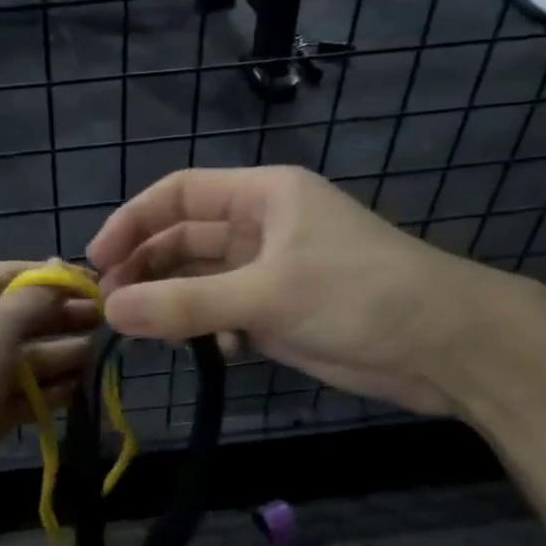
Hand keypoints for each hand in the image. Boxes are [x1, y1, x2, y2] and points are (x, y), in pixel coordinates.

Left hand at [0, 261, 98, 536]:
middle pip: (25, 317)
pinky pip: (24, 395)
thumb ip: (31, 299)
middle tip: (109, 324)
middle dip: (64, 317)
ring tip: (98, 357)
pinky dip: (49, 392)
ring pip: (28, 359)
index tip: (98, 285)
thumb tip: (58, 269)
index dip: (54, 277)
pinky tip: (78, 391)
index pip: (12, 276)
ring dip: (62, 355)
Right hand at [86, 166, 512, 415]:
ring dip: (173, 302)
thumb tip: (111, 313)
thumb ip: (185, 304)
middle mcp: (262, 226)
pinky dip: (209, 331)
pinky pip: (226, 314)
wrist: (447, 347)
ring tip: (143, 332)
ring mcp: (272, 272)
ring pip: (202, 280)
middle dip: (147, 268)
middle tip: (112, 308)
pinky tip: (212, 352)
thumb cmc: (358, 296)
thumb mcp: (265, 295)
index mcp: (262, 196)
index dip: (132, 222)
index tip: (97, 262)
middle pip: (185, 238)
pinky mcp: (282, 312)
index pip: (179, 194)